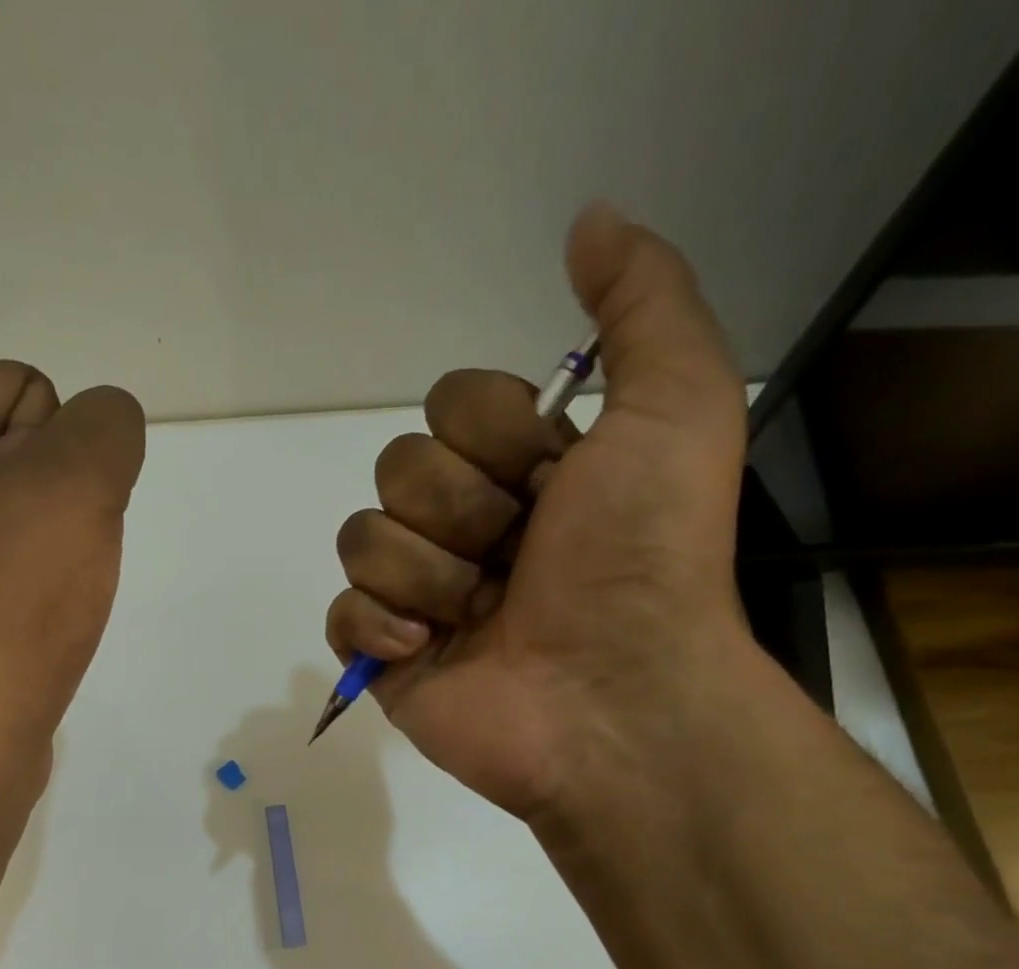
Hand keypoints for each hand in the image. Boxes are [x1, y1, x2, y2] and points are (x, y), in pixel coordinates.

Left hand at [0, 361, 144, 758]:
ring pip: (18, 515)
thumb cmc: (6, 600)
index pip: (25, 388)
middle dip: (57, 500)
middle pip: (20, 452)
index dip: (63, 449)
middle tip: (46, 562)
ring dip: (50, 547)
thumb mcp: (78, 485)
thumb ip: (108, 426)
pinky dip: (27, 587)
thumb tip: (103, 425)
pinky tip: (27, 625)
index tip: (50, 513)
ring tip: (40, 599)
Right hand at [325, 204, 751, 823]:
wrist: (614, 697)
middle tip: (517, 560)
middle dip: (461, 511)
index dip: (492, 437)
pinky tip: (425, 650)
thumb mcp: (678, 408)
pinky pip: (340, 611)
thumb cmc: (643, 558)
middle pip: (398, 468)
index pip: (447, 405)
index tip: (551, 480)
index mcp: (520, 471)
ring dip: (428, 574)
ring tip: (481, 617)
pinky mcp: (385, 655)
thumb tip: (587, 220)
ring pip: (363, 537)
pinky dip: (378, 627)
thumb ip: (644, 305)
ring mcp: (420, 593)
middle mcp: (466, 525)